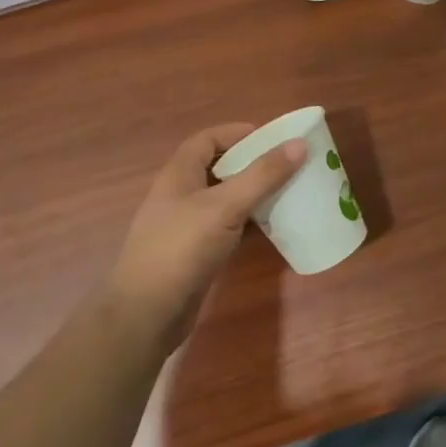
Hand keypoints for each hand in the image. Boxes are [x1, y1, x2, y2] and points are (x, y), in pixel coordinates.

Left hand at [103, 124, 306, 354]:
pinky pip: (224, 227)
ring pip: (222, 199)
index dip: (236, 133)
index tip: (272, 137)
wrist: (147, 313)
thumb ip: (262, 175)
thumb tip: (299, 144)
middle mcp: (178, 195)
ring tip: (285, 193)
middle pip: (216, 168)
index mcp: (178, 174)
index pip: (207, 139)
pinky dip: (246, 223)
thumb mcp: (225, 206)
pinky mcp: (192, 253)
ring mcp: (184, 226)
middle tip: (286, 165)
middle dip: (249, 163)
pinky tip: (269, 229)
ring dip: (250, 194)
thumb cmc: (182, 248)